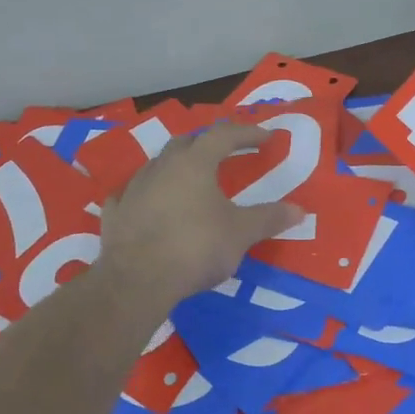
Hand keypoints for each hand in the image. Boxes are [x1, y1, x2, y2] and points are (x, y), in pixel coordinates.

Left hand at [97, 122, 302, 308]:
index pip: (224, 135)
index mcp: (194, 163)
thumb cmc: (195, 247)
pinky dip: (146, 195)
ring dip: (175, 167)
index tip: (265, 137)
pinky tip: (149, 205)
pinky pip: (132, 195)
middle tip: (223, 153)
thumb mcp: (240, 234)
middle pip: (186, 143)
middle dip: (207, 144)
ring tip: (189, 180)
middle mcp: (162, 167)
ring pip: (157, 166)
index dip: (247, 133)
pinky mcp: (115, 213)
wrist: (137, 280)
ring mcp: (134, 188)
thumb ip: (268, 218)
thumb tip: (299, 210)